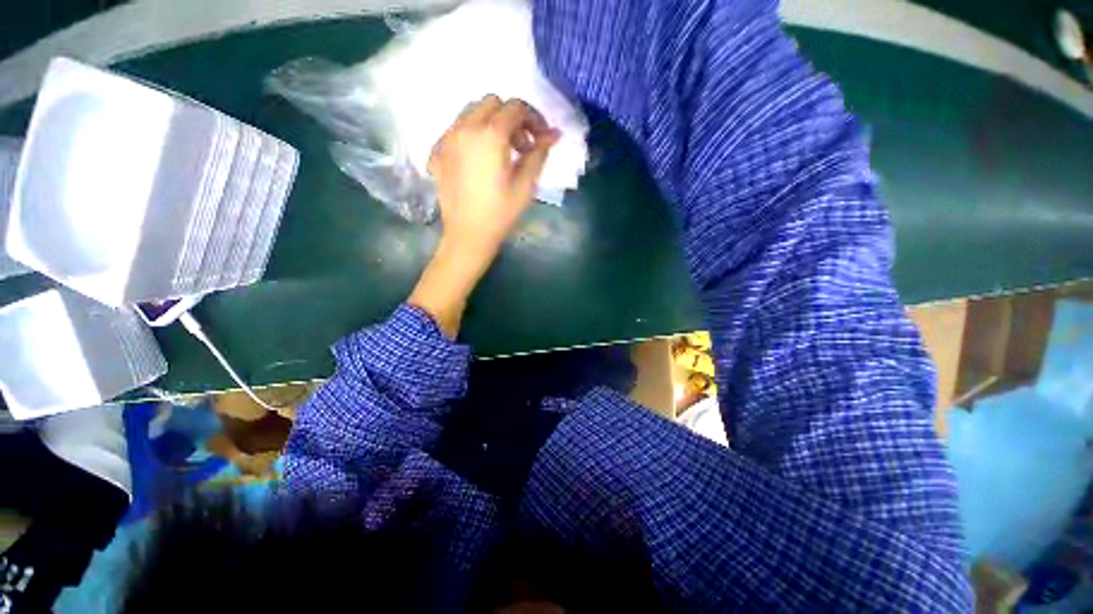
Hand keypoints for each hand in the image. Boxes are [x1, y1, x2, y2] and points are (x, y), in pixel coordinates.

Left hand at [409, 96, 559, 337]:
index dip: (534, 118)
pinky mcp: (437, 153)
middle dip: (512, 118)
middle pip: (491, 103)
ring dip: (491, 122)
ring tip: (502, 151)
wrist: (467, 236)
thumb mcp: (525, 186)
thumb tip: (553, 134)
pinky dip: (472, 134)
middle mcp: (465, 128)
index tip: (542, 137)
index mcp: (490, 135)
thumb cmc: (500, 214)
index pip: (515, 108)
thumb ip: (539, 154)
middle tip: (523, 145)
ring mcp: (447, 139)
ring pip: (471, 112)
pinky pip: (456, 129)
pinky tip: (479, 158)